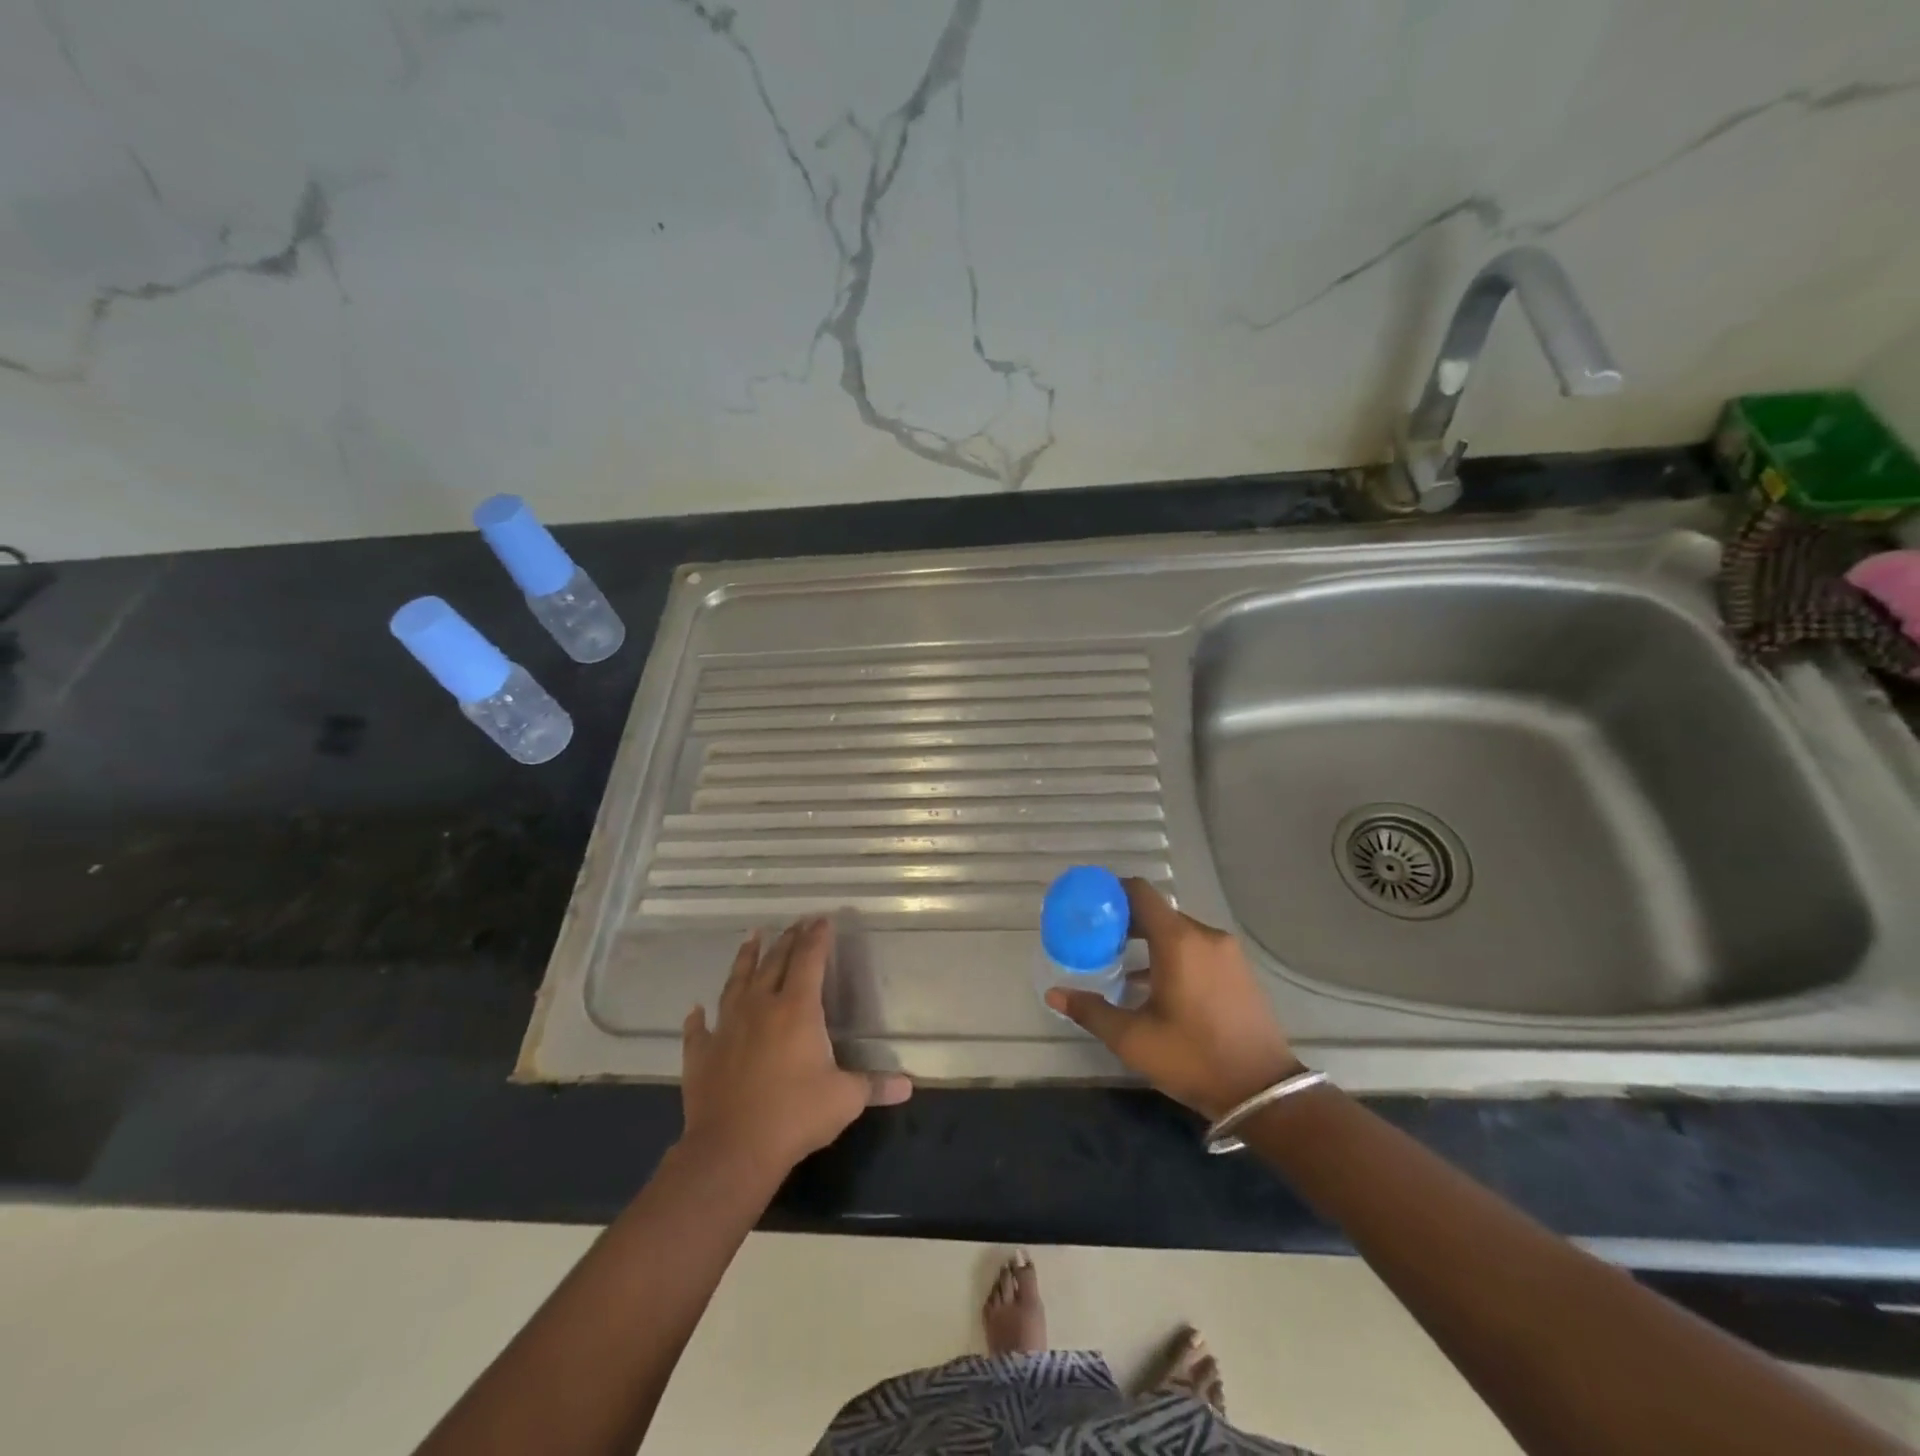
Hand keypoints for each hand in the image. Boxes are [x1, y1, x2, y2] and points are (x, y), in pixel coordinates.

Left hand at [681, 918, 911, 1177]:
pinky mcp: (702, 1053)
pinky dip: (698, 1018)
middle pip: (774, 963)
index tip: (822, 920)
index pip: (810, 960)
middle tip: (795, 924)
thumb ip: (875, 1086)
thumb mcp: (845, 1099)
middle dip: (787, 940)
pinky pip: (699, 1029)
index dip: (817, 938)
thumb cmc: (795, 1116)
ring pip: (736, 982)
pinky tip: (696, 1009)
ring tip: (751, 937)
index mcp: (797, 1009)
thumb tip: (908, 1085)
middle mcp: (760, 1007)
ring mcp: (727, 1027)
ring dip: (745, 958)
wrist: (732, 1149)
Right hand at [1046, 879, 1299, 1118]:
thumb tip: (1054, 994)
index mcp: (1178, 941)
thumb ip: (1091, 1010)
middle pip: (1158, 912)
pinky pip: (1198, 948)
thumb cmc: (1193, 1058)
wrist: (1262, 1092)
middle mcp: (1205, 936)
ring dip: (1150, 940)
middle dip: (1126, 920)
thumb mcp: (1133, 1039)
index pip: (1140, 892)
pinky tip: (1156, 984)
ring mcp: (1227, 953)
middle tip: (1097, 938)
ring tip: (1121, 962)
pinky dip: (1174, 953)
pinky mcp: (1239, 971)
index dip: (1112, 891)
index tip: (1089, 903)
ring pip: (1179, 931)